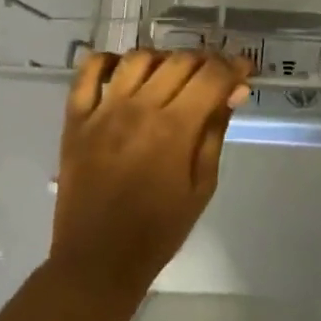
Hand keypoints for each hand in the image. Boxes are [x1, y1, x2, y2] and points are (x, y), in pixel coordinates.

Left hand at [48, 49, 253, 305]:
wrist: (97, 261)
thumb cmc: (159, 230)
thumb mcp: (202, 185)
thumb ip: (215, 132)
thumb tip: (233, 91)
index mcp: (174, 128)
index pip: (212, 75)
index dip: (234, 66)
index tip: (244, 70)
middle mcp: (138, 109)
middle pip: (179, 60)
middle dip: (206, 61)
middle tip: (216, 76)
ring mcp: (102, 111)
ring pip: (139, 58)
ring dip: (164, 59)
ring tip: (174, 75)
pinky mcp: (75, 119)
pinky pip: (88, 72)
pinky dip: (108, 61)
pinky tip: (124, 70)